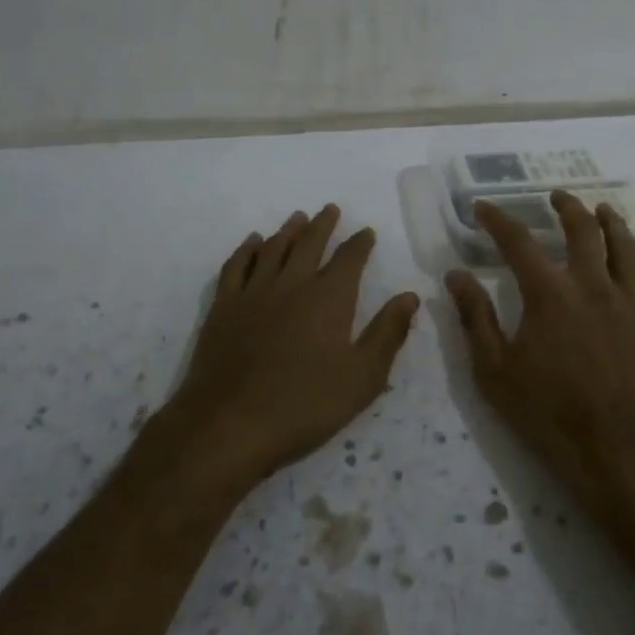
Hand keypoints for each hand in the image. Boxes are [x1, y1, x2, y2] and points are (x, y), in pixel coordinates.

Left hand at [164, 205, 419, 488]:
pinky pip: (237, 265)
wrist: (229, 425)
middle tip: (330, 209)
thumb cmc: (304, 405)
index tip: (366, 232)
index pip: (349, 258)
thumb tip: (410, 296)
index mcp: (329, 298)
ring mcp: (254, 292)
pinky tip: (252, 242)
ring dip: (288, 230)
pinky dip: (246, 249)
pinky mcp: (224, 307)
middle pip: (310, 242)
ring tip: (298, 217)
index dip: (360, 243)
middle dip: (323, 224)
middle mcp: (293, 283)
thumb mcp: (362, 378)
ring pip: (273, 248)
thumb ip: (387, 333)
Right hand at [447, 191, 634, 514]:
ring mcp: (629, 303)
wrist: (618, 452)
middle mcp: (592, 286)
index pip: (518, 242)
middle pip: (583, 231)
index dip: (498, 220)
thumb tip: (455, 276)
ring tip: (601, 210)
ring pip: (625, 247)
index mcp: (549, 294)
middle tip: (556, 197)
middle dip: (567, 207)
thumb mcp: (495, 371)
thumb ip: (475, 318)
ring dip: (611, 222)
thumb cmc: (549, 413)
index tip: (484, 208)